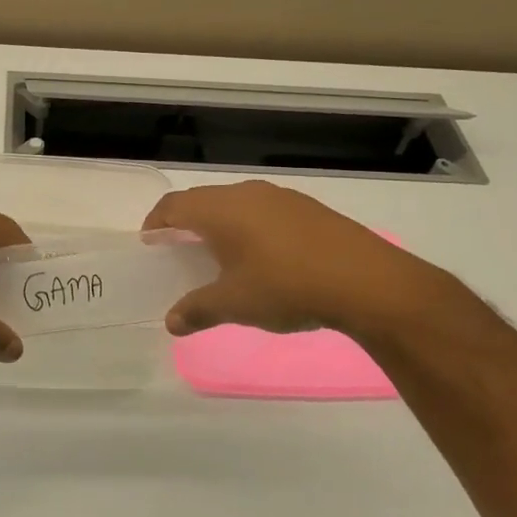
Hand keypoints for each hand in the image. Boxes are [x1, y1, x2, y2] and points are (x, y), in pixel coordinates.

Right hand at [142, 180, 463, 343]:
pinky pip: (263, 211)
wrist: (367, 281)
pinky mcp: (308, 209)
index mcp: (220, 209)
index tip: (149, 241)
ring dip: (219, 224)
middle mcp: (246, 194)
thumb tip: (171, 322)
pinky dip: (249, 227)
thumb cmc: (287, 286)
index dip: (156, 222)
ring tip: (218, 254)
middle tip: (178, 249)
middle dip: (185, 222)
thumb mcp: (235, 303)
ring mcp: (280, 198)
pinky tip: (262, 256)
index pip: (174, 206)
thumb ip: (198, 310)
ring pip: (235, 204)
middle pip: (202, 200)